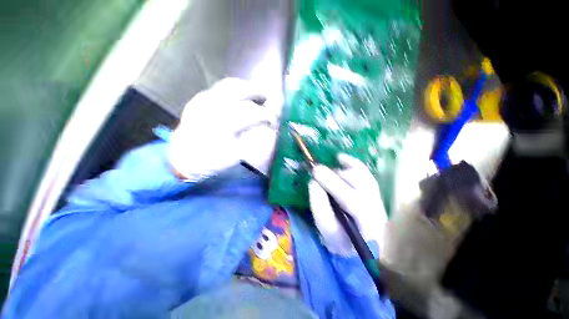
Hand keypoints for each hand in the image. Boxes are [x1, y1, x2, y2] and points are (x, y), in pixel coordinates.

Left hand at [170, 78, 277, 180]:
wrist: (183, 159)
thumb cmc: (210, 160)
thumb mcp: (234, 155)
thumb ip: (251, 139)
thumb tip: (265, 129)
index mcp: (223, 124)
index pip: (251, 113)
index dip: (266, 114)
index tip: (273, 119)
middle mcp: (212, 107)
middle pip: (239, 90)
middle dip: (257, 92)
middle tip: (267, 98)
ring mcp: (203, 100)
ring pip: (229, 85)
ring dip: (246, 87)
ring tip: (256, 93)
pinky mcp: (198, 100)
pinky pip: (219, 88)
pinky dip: (233, 89)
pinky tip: (240, 96)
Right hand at [309, 154, 386, 254]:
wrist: (360, 247)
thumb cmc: (341, 242)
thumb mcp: (327, 231)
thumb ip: (320, 207)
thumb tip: (314, 182)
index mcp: (368, 226)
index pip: (353, 201)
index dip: (333, 184)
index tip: (315, 173)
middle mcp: (378, 209)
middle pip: (359, 185)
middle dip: (334, 176)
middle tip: (316, 171)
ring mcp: (378, 199)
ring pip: (363, 177)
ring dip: (341, 171)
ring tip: (325, 171)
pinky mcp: (375, 192)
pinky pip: (365, 173)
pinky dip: (352, 163)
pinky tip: (340, 158)